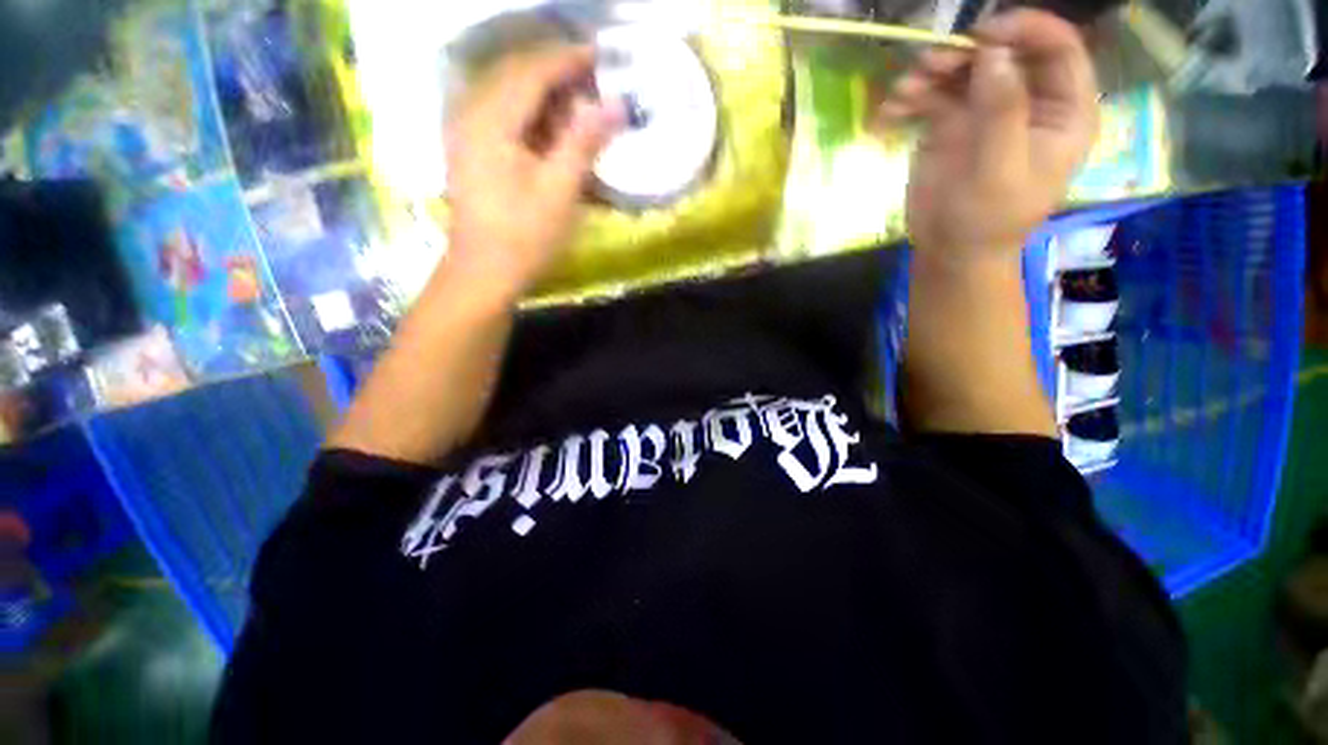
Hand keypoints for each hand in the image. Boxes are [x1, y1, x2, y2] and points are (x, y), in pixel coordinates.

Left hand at [444, 46, 621, 302]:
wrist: (485, 272)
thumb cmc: (525, 235)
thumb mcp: (561, 190)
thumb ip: (585, 142)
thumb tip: (615, 105)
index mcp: (492, 119)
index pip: (533, 70)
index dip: (568, 59)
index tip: (601, 55)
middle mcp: (471, 113)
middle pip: (516, 73)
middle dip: (556, 71)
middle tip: (593, 83)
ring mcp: (466, 131)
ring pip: (507, 93)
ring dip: (543, 93)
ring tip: (576, 106)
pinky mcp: (470, 150)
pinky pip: (500, 114)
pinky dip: (529, 113)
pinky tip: (549, 129)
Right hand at [879, 10, 1098, 263]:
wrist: (949, 252)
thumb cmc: (987, 221)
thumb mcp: (1000, 171)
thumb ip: (1002, 112)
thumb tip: (992, 54)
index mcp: (1062, 111)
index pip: (1059, 49)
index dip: (1026, 30)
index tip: (983, 34)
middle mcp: (1027, 101)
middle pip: (1005, 52)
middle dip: (968, 51)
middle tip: (930, 64)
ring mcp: (986, 110)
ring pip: (965, 69)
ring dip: (933, 72)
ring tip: (905, 90)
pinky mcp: (951, 125)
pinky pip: (932, 96)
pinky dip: (911, 98)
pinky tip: (892, 110)